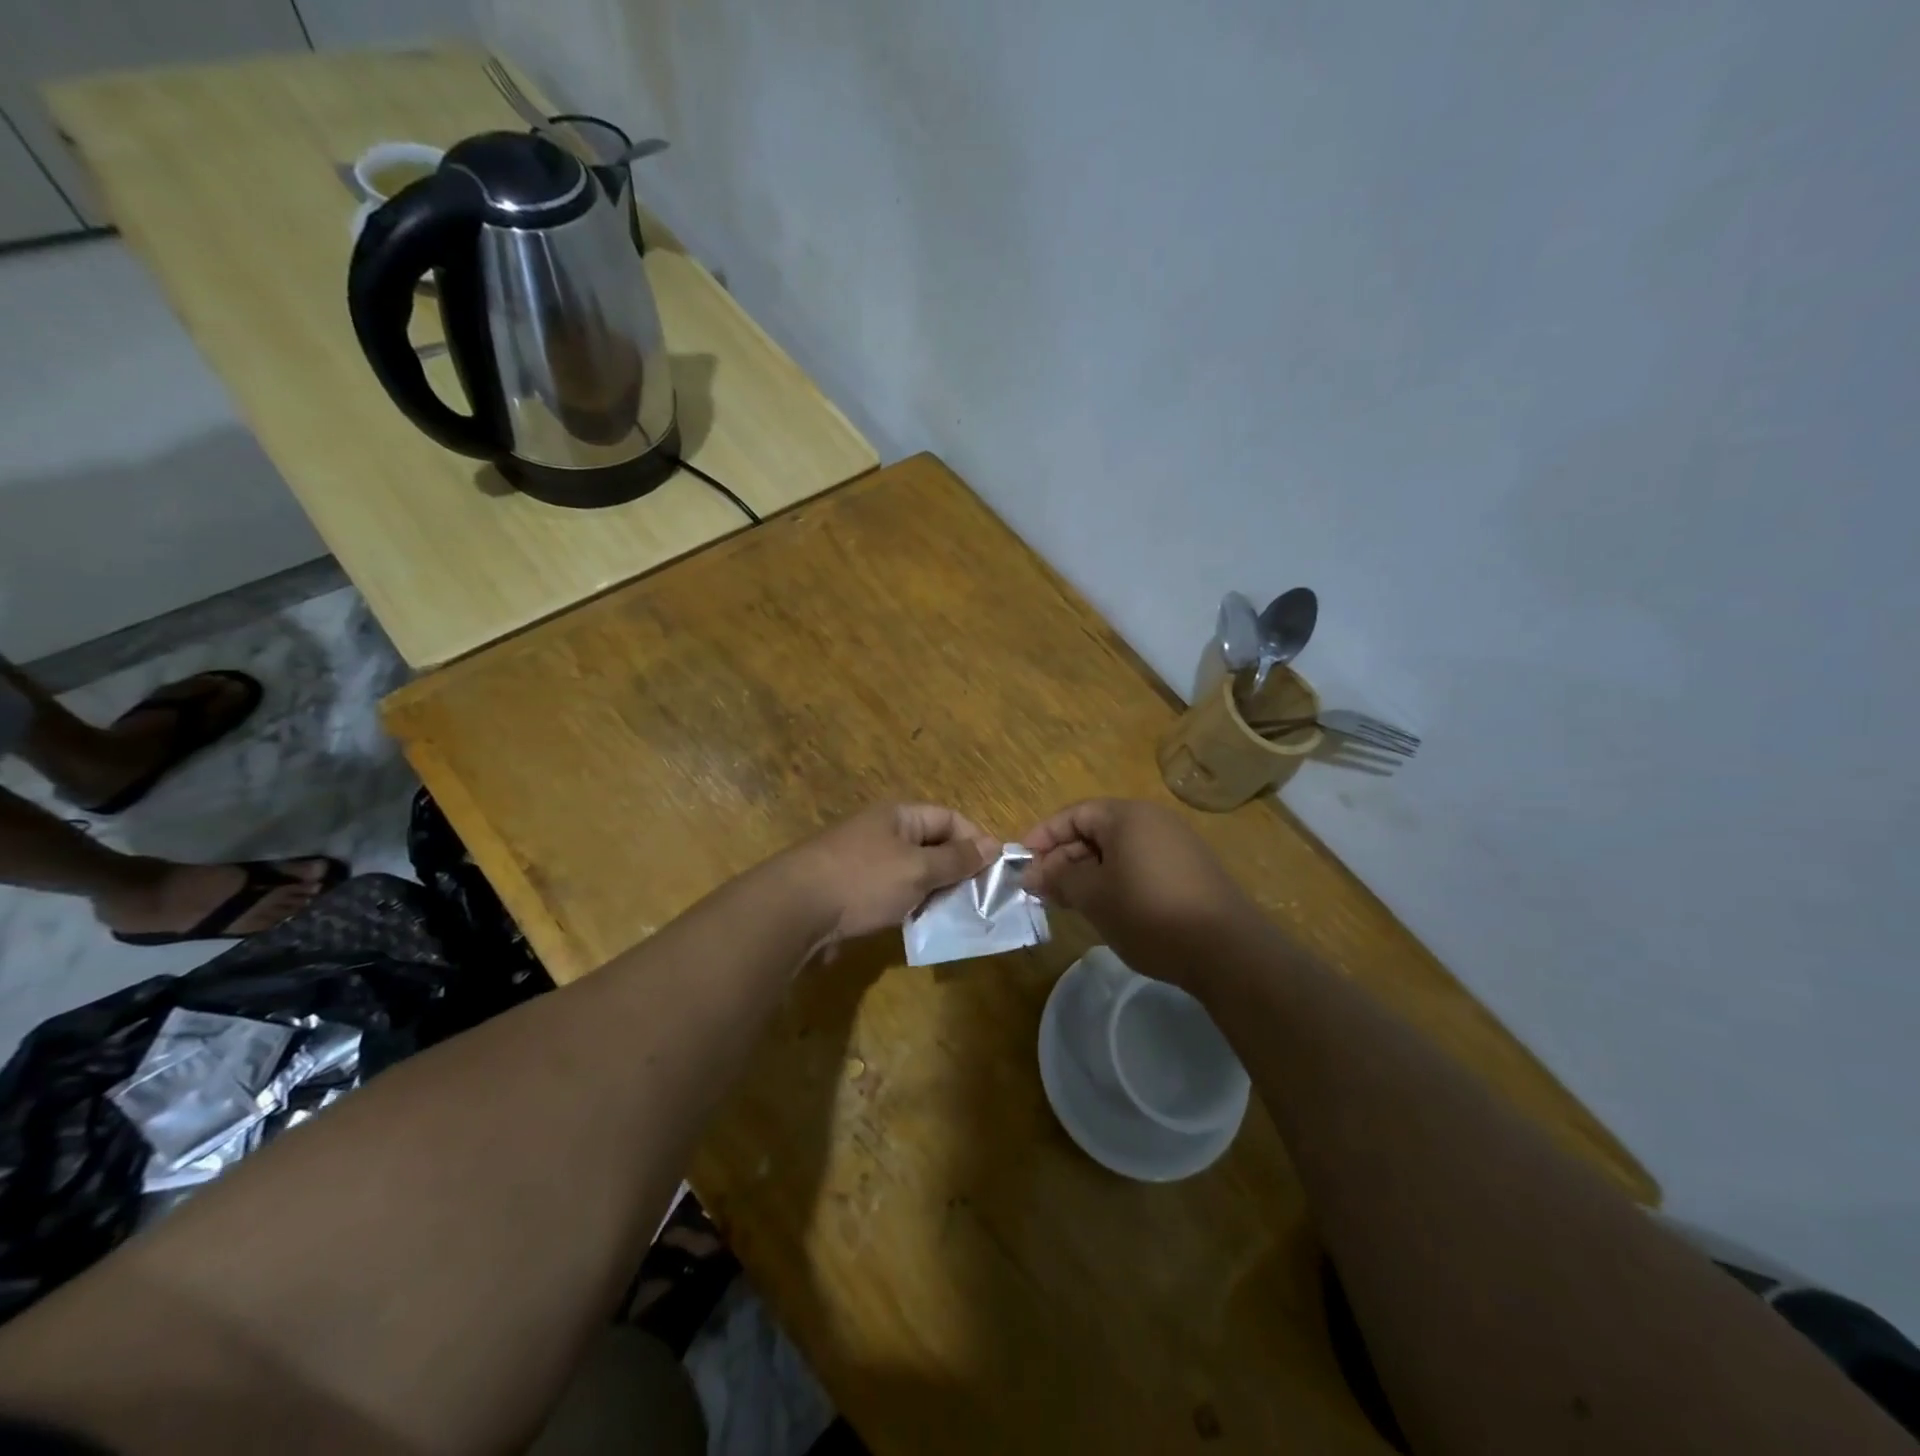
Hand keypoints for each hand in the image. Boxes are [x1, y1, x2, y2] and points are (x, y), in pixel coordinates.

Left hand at [785, 803, 999, 947]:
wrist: (793, 910)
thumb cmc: (863, 881)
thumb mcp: (918, 869)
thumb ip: (957, 859)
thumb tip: (993, 845)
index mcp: (899, 816)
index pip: (950, 818)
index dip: (976, 841)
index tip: (997, 872)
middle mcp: (882, 832)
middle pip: (932, 845)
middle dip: (957, 871)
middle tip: (980, 901)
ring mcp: (864, 862)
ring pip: (913, 873)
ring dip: (934, 893)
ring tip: (955, 918)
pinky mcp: (851, 891)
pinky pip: (892, 894)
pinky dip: (910, 907)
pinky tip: (920, 927)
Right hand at [1021, 799, 1257, 984]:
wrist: (1227, 950)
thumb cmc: (1149, 913)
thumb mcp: (1093, 897)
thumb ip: (1058, 878)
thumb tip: (1033, 873)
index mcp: (1127, 816)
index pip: (1074, 814)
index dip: (1043, 836)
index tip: (1022, 864)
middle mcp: (1153, 820)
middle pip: (1096, 830)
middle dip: (1064, 858)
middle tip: (1042, 890)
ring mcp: (1176, 845)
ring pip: (1117, 850)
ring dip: (1087, 872)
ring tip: (1068, 902)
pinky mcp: (1190, 871)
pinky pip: (1139, 864)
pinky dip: (1115, 880)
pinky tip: (1107, 909)